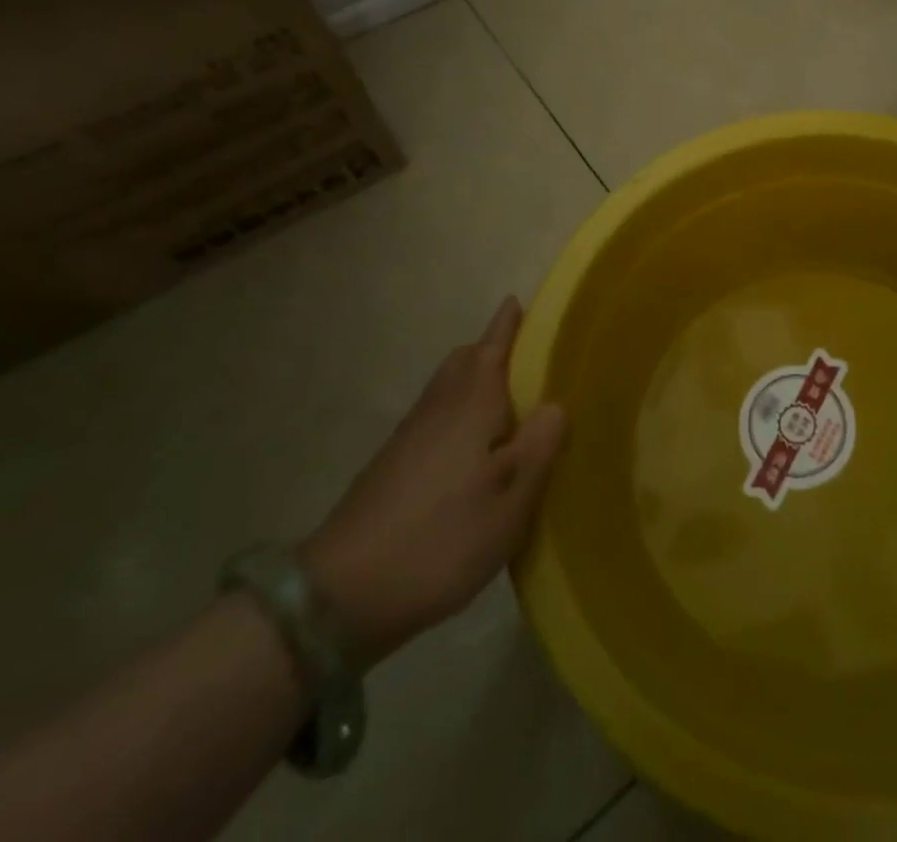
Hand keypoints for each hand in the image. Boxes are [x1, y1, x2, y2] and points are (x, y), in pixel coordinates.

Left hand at [298, 298, 565, 663]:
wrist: (340, 596)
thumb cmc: (442, 538)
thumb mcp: (511, 500)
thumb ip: (540, 445)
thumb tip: (555, 403)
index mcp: (471, 406)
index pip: (491, 349)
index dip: (507, 325)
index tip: (517, 301)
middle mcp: (438, 410)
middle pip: (462, 362)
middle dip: (488, 348)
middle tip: (520, 350)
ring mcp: (408, 438)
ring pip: (444, 389)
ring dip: (471, 378)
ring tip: (502, 397)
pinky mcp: (391, 467)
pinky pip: (432, 417)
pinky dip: (455, 410)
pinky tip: (468, 446)